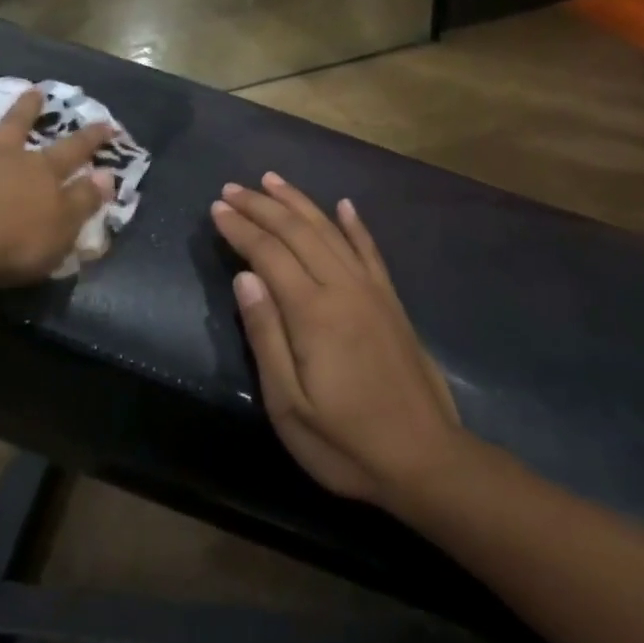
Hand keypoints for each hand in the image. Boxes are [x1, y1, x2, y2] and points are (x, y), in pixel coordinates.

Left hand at [0, 87, 114, 287]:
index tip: (106, 124)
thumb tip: (106, 175)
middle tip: (34, 90)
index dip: (91, 138)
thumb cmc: (12, 243)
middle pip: (16, 125)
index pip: (72, 150)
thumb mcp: (62, 229)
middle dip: (28, 108)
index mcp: (38, 171)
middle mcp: (0, 156)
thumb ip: (84, 200)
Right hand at [211, 174, 463, 511]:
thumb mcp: (288, 404)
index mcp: (313, 312)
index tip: (216, 207)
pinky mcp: (392, 302)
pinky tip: (344, 205)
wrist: (428, 461)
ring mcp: (372, 291)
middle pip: (297, 231)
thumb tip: (244, 278)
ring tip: (272, 181)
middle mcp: (343, 288)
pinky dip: (354, 225)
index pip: (268, 253)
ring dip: (299, 202)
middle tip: (232, 188)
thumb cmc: (345, 441)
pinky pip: (370, 251)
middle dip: (261, 206)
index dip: (240, 227)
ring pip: (330, 231)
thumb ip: (265, 335)